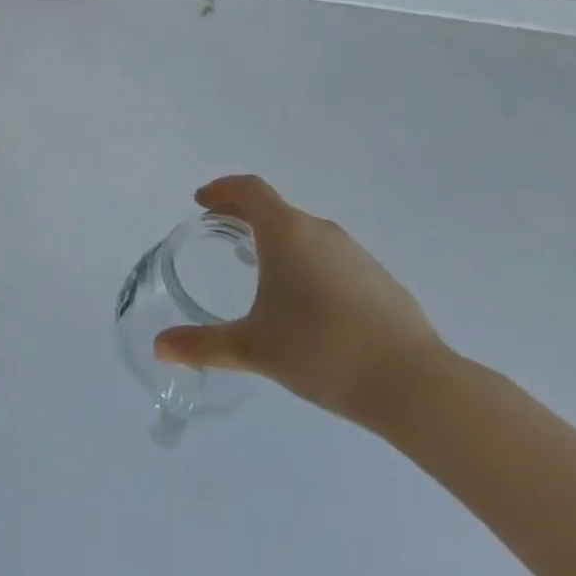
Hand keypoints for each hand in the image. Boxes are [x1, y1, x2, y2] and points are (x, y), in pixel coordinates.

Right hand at [154, 174, 445, 429]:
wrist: (416, 386)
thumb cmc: (322, 351)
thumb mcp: (253, 349)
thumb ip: (203, 345)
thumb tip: (159, 348)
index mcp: (287, 233)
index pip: (249, 190)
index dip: (222, 190)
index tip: (202, 203)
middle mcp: (321, 232)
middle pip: (275, 209)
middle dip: (243, 216)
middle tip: (221, 234)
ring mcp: (356, 254)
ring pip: (305, 234)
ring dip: (277, 240)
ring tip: (260, 269)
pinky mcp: (380, 280)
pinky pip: (331, 257)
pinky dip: (307, 263)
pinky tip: (307, 303)